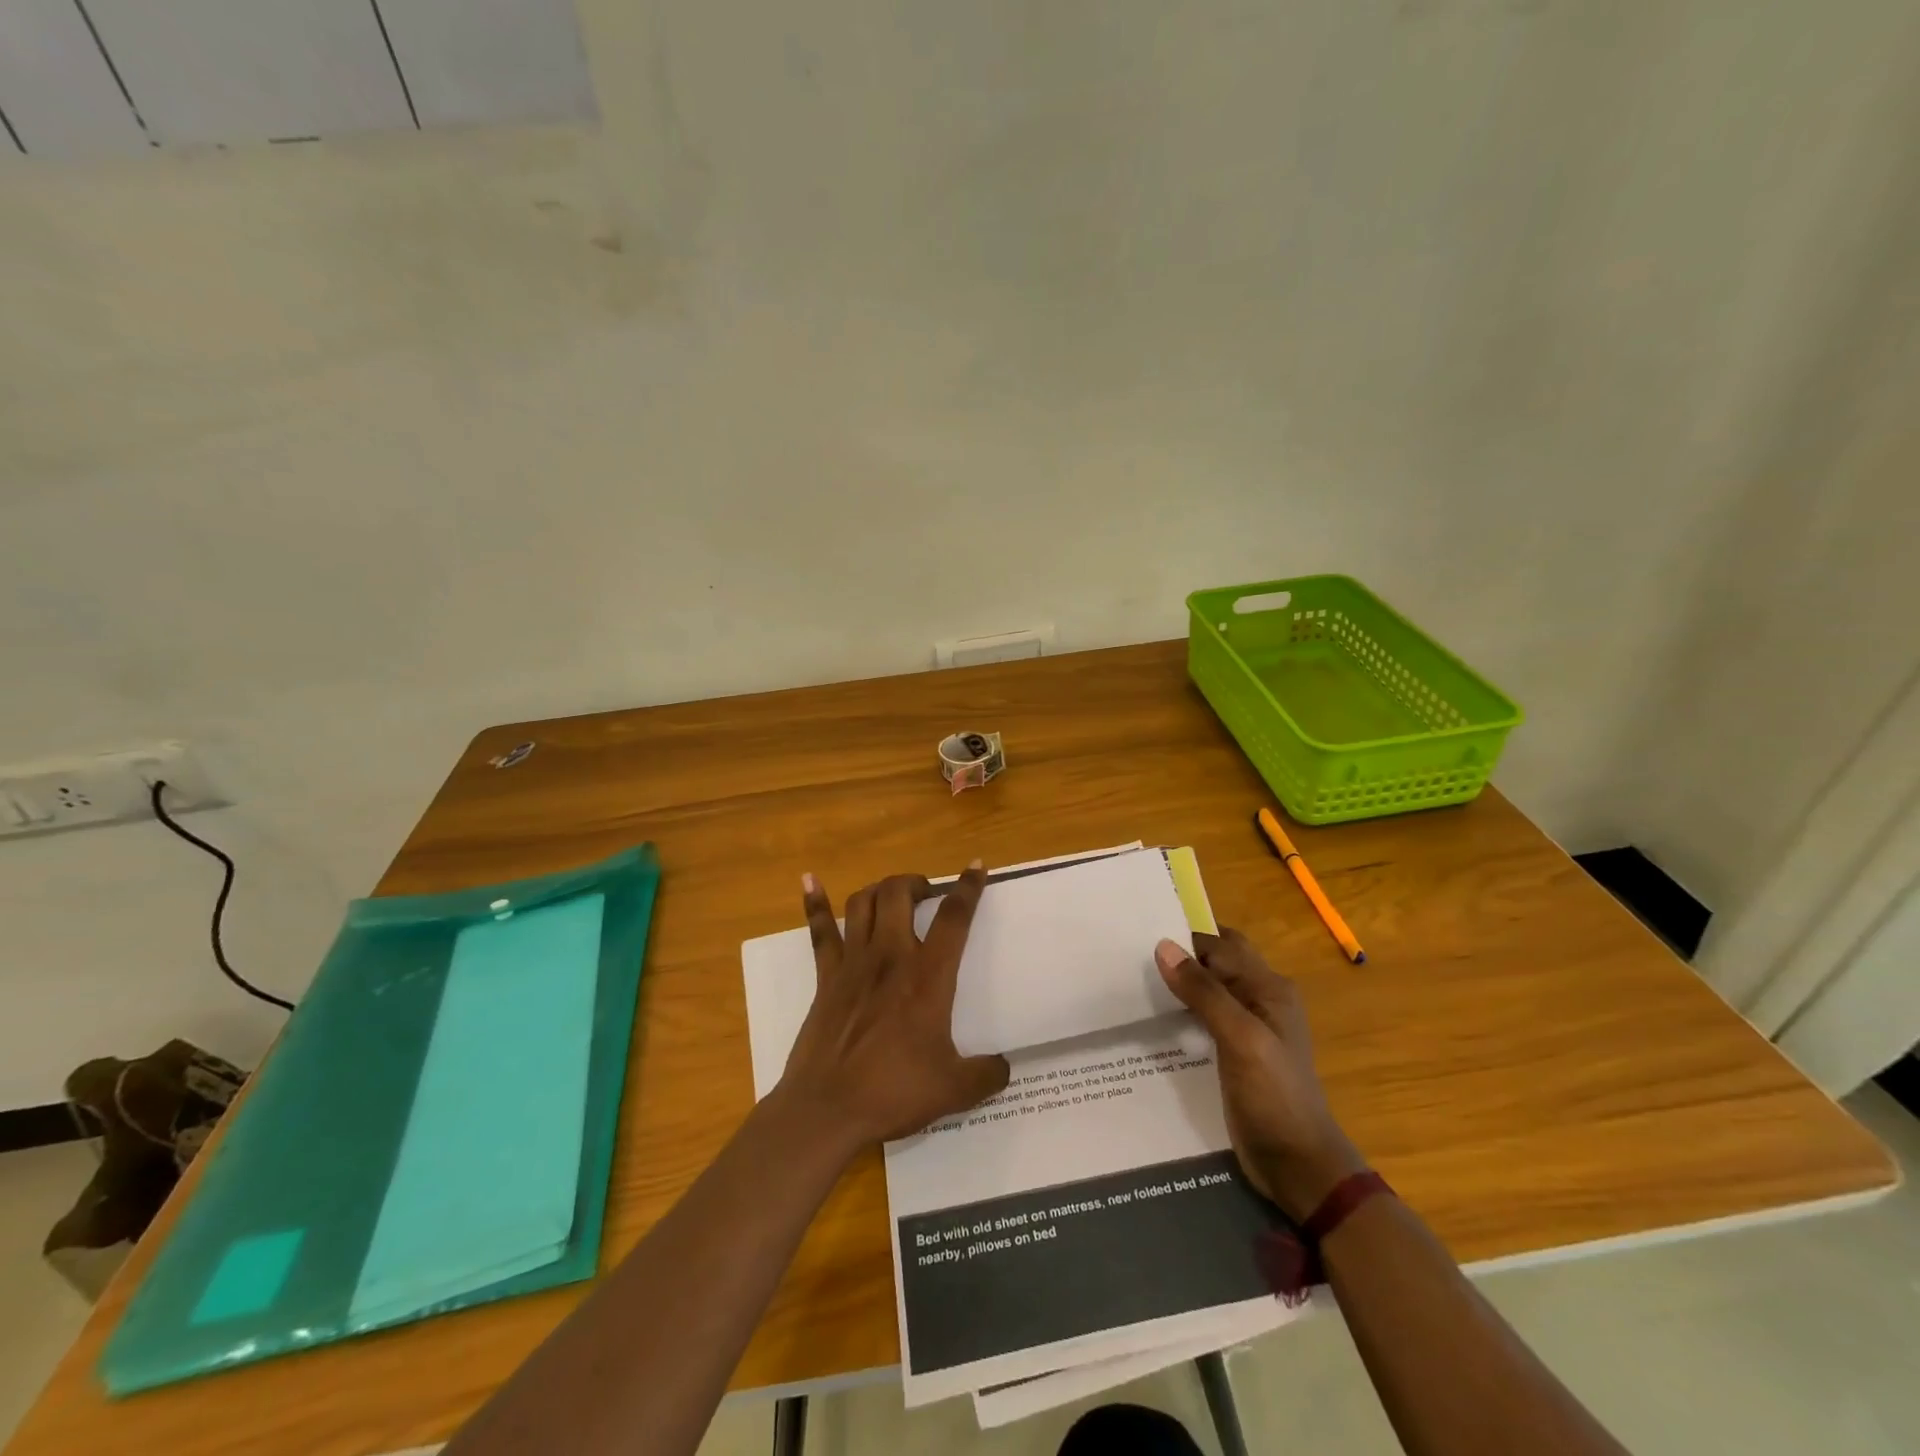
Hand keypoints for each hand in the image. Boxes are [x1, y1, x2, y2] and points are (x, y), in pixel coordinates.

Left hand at [776, 865, 1011, 1149]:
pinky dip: (815, 904)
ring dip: (880, 889)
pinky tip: (810, 881)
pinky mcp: (825, 977)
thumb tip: (1004, 1067)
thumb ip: (986, 1075)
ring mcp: (853, 963)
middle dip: (917, 882)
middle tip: (928, 893)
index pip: (953, 918)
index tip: (976, 867)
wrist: (827, 1109)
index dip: (968, 888)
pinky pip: (820, 932)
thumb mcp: (954, 1090)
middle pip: (899, 893)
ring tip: (892, 894)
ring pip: (863, 903)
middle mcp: (890, 957)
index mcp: (927, 977)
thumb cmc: (893, 1092)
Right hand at [1155, 929, 1364, 1219]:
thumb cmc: (1275, 1096)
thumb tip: (1164, 946)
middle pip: (1215, 963)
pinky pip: (1203, 1018)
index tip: (1138, 934)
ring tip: (1132, 983)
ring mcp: (1247, 1028)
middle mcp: (1260, 999)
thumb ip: (1205, 992)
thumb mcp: (1240, 1039)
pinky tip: (1152, 1020)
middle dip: (1181, 956)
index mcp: (1269, 988)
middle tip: (1133, 955)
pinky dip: (1180, 1012)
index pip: (1220, 945)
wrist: (1298, 1166)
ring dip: (1178, 985)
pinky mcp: (1233, 1053)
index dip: (1184, 938)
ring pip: (1207, 990)